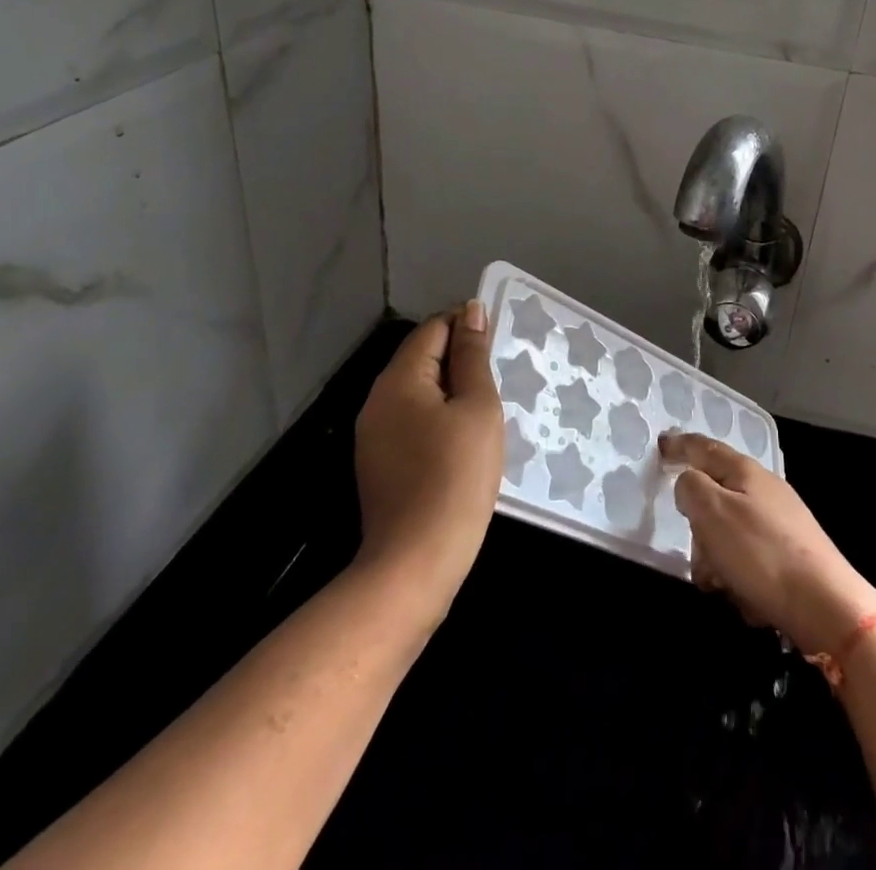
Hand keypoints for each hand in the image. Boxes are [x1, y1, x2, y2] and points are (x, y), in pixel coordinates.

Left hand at [353, 303, 504, 622]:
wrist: (415, 564)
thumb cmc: (455, 477)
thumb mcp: (477, 408)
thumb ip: (473, 356)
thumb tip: (470, 311)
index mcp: (399, 379)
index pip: (434, 329)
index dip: (467, 325)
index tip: (500, 342)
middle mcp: (377, 400)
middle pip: (422, 358)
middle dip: (461, 358)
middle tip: (501, 375)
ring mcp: (374, 435)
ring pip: (418, 391)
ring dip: (452, 389)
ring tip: (489, 406)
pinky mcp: (379, 464)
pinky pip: (412, 421)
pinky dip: (439, 417)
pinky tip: (464, 438)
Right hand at [660, 432, 875, 656]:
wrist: (827, 606)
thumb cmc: (762, 553)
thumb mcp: (713, 512)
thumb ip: (691, 488)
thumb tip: (689, 482)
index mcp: (744, 471)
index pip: (703, 447)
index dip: (679, 445)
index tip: (660, 445)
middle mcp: (764, 489)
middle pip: (714, 495)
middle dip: (699, 527)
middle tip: (698, 552)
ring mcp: (781, 521)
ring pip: (729, 532)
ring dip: (717, 558)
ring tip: (723, 584)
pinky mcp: (790, 553)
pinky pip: (749, 558)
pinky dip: (740, 576)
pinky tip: (747, 597)